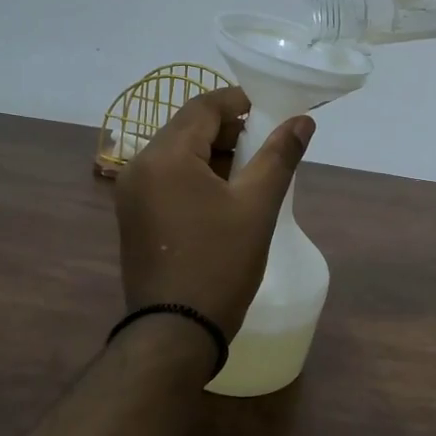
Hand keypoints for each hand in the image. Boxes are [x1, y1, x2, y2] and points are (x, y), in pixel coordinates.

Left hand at [115, 88, 312, 337]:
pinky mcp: (135, 217)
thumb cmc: (219, 263)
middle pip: (188, 129)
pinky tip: (225, 198)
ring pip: (178, 155)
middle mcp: (139, 167)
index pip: (203, 106)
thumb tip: (302, 120)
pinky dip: (196, 177)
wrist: (175, 333)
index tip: (272, 113)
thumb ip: (279, 156)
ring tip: (252, 175)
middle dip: (229, 131)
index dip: (240, 102)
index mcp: (164, 156)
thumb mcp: (257, 206)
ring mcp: (132, 195)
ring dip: (214, 155)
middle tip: (267, 147)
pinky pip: (168, 180)